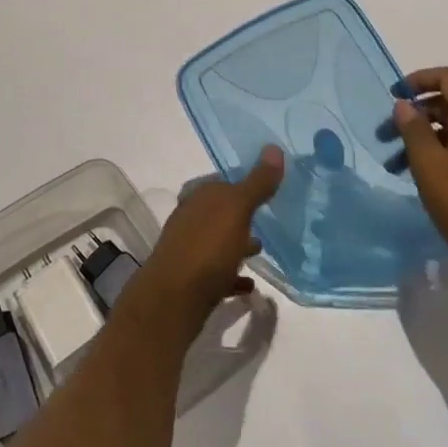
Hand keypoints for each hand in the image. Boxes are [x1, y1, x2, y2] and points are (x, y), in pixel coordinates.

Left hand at [126, 148, 283, 333]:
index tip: (269, 191)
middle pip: (220, 212)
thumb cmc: (207, 247)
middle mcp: (191, 218)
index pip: (224, 183)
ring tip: (262, 250)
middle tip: (269, 221)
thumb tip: (274, 148)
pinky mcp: (193, 280)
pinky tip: (250, 286)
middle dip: (242, 215)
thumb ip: (257, 183)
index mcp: (199, 197)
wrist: (173, 299)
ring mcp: (190, 249)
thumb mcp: (237, 209)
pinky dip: (233, 275)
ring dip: (237, 243)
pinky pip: (218, 273)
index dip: (245, 185)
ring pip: (219, 241)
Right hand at [391, 67, 447, 276]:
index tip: (397, 95)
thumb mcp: (430, 167)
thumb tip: (404, 105)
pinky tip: (420, 178)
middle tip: (385, 134)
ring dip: (423, 137)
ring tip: (394, 163)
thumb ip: (415, 131)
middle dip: (415, 113)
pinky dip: (438, 153)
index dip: (422, 78)